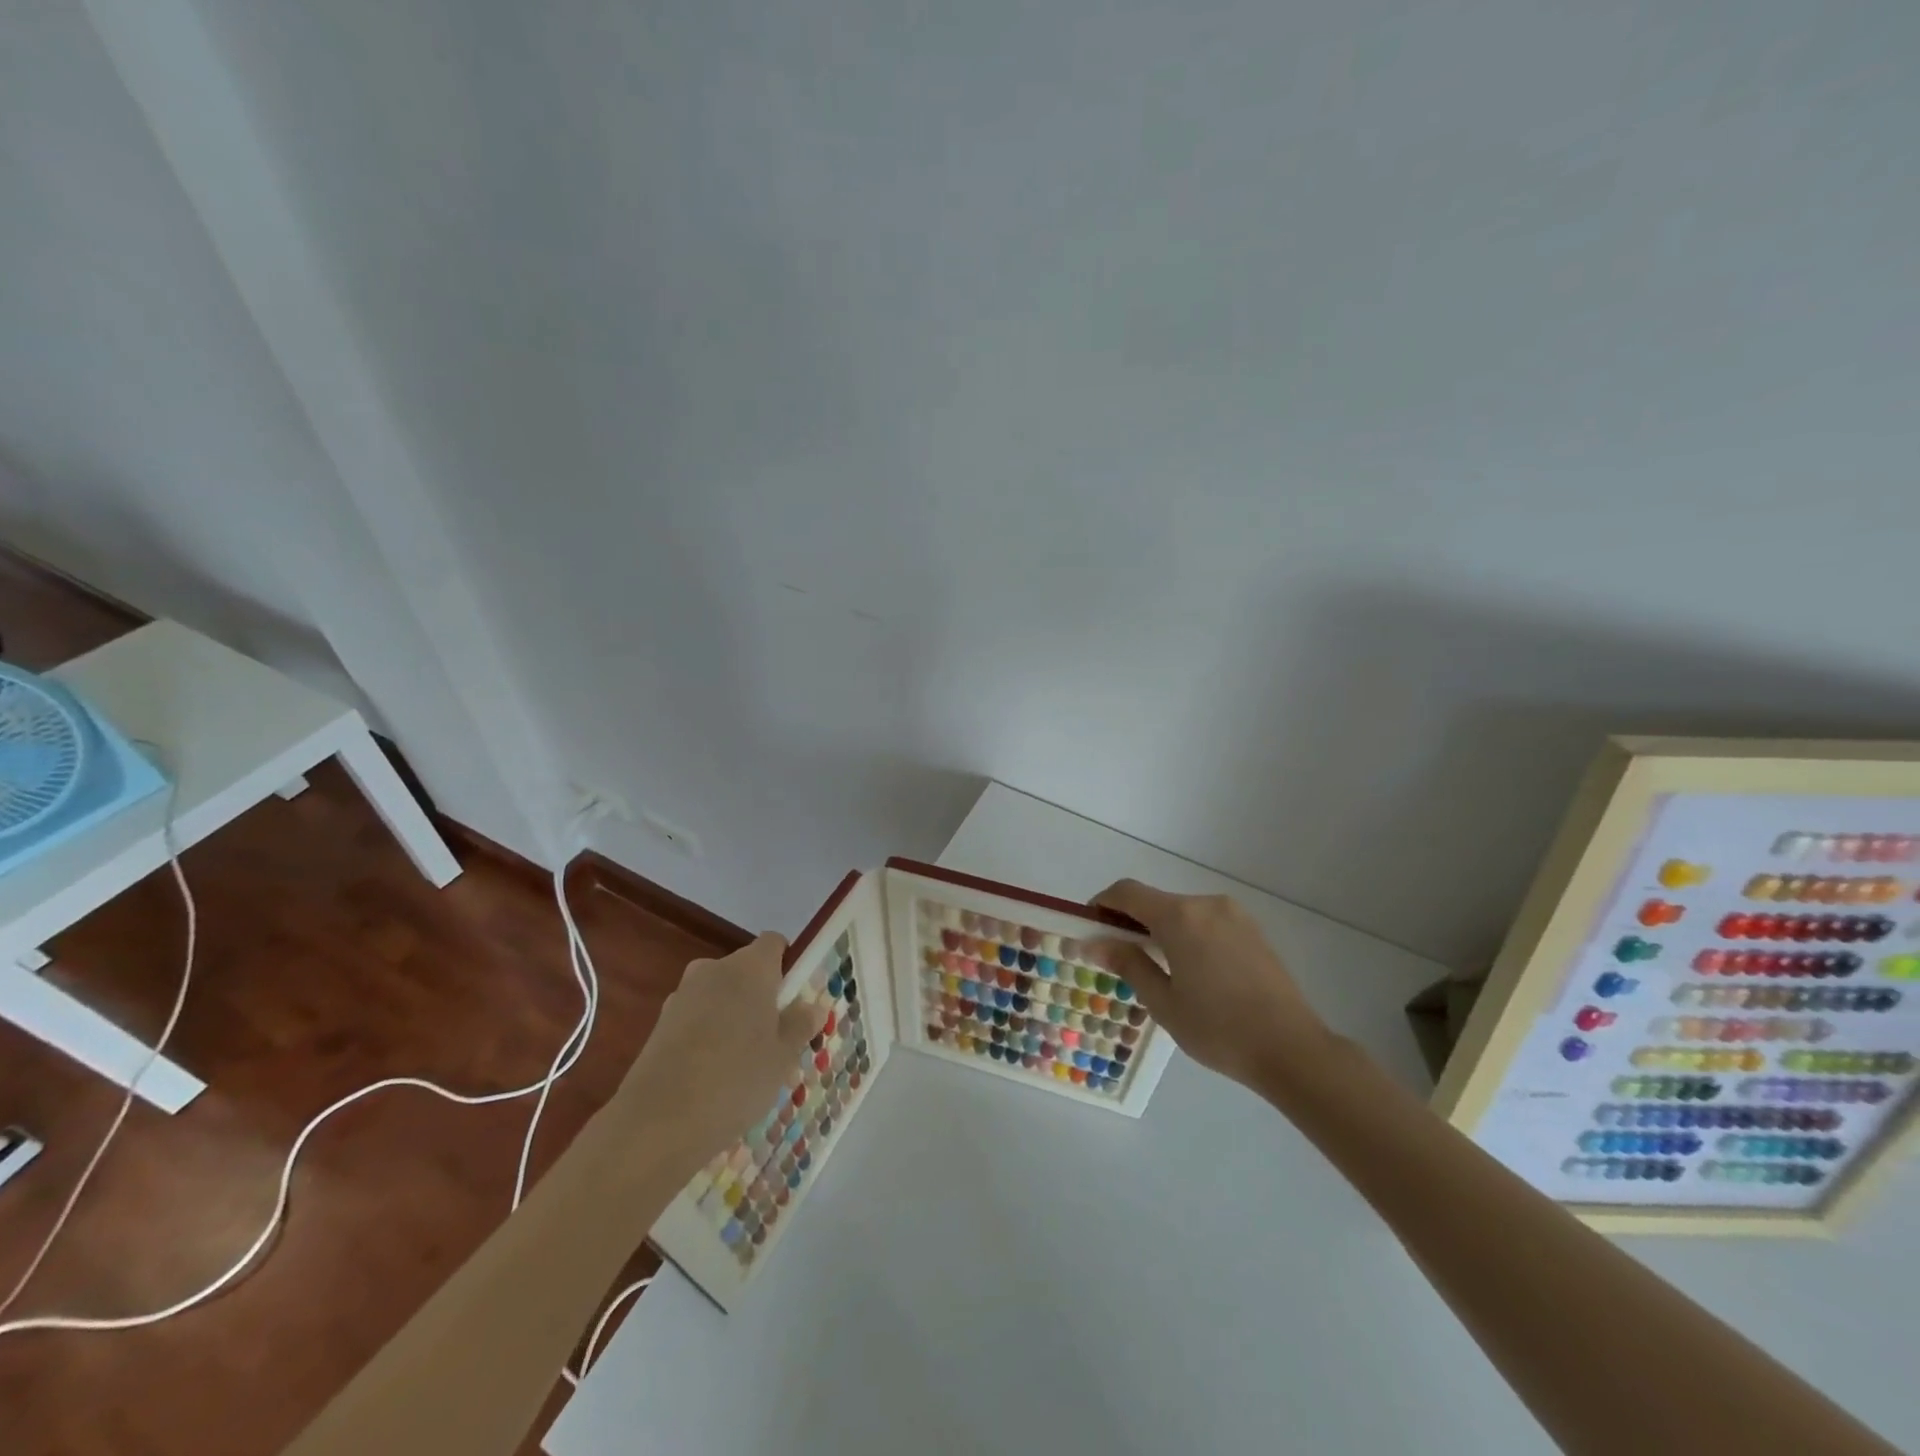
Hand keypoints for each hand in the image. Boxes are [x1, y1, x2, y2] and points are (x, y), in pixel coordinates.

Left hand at [613, 933, 825, 1173]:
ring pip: (720, 996)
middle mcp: (713, 970)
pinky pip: (696, 1019)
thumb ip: (799, 1025)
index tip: (795, 998)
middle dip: (761, 996)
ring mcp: (682, 996)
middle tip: (775, 1038)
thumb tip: (811, 1006)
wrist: (656, 1124)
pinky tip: (713, 1076)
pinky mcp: (659, 1025)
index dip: (787, 964)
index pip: (774, 943)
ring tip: (745, 1064)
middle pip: (745, 971)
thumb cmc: (736, 1079)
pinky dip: (707, 1036)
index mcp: (750, 968)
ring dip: (733, 1017)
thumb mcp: (782, 1056)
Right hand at [1093, 880, 1330, 1090]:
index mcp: (1179, 917)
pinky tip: (1193, 971)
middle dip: (1132, 921)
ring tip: (1159, 970)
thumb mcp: (1163, 1001)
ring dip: (1161, 929)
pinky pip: (1207, 921)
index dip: (1103, 903)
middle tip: (1120, 957)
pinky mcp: (1253, 929)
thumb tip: (1092, 941)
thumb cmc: (1219, 1029)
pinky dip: (1188, 934)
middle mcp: (1206, 904)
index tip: (1090, 927)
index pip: (1127, 892)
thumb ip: (1127, 963)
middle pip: (1156, 901)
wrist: (1293, 1049)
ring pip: (1182, 912)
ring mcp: (1234, 914)